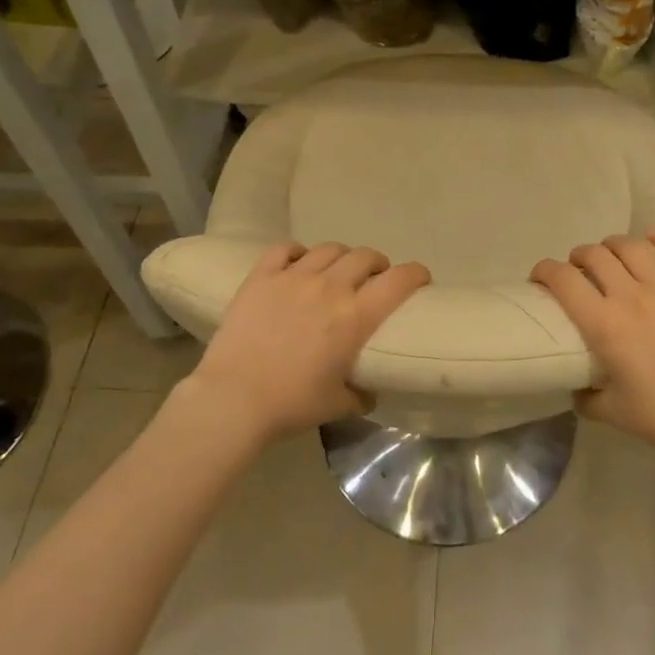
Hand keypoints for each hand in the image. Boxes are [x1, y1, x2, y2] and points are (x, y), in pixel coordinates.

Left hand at [180, 242, 429, 445]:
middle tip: (375, 278)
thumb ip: (359, 393)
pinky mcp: (262, 277)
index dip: (416, 273)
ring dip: (342, 257)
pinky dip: (298, 252)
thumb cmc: (292, 404)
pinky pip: (285, 249)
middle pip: (365, 256)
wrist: (233, 399)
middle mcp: (330, 287)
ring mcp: (294, 277)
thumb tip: (368, 391)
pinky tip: (298, 262)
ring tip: (338, 270)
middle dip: (377, 264)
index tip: (421, 278)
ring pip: (329, 249)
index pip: (399, 280)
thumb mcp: (337, 404)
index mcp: (356, 316)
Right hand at [532, 231, 654, 461]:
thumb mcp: (611, 412)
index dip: (544, 270)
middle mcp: (630, 296)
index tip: (539, 276)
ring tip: (610, 255)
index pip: (563, 280)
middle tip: (577, 270)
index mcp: (603, 324)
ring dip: (612, 245)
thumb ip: (586, 397)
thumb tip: (578, 388)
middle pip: (595, 255)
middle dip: (578, 256)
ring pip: (631, 247)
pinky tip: (652, 238)